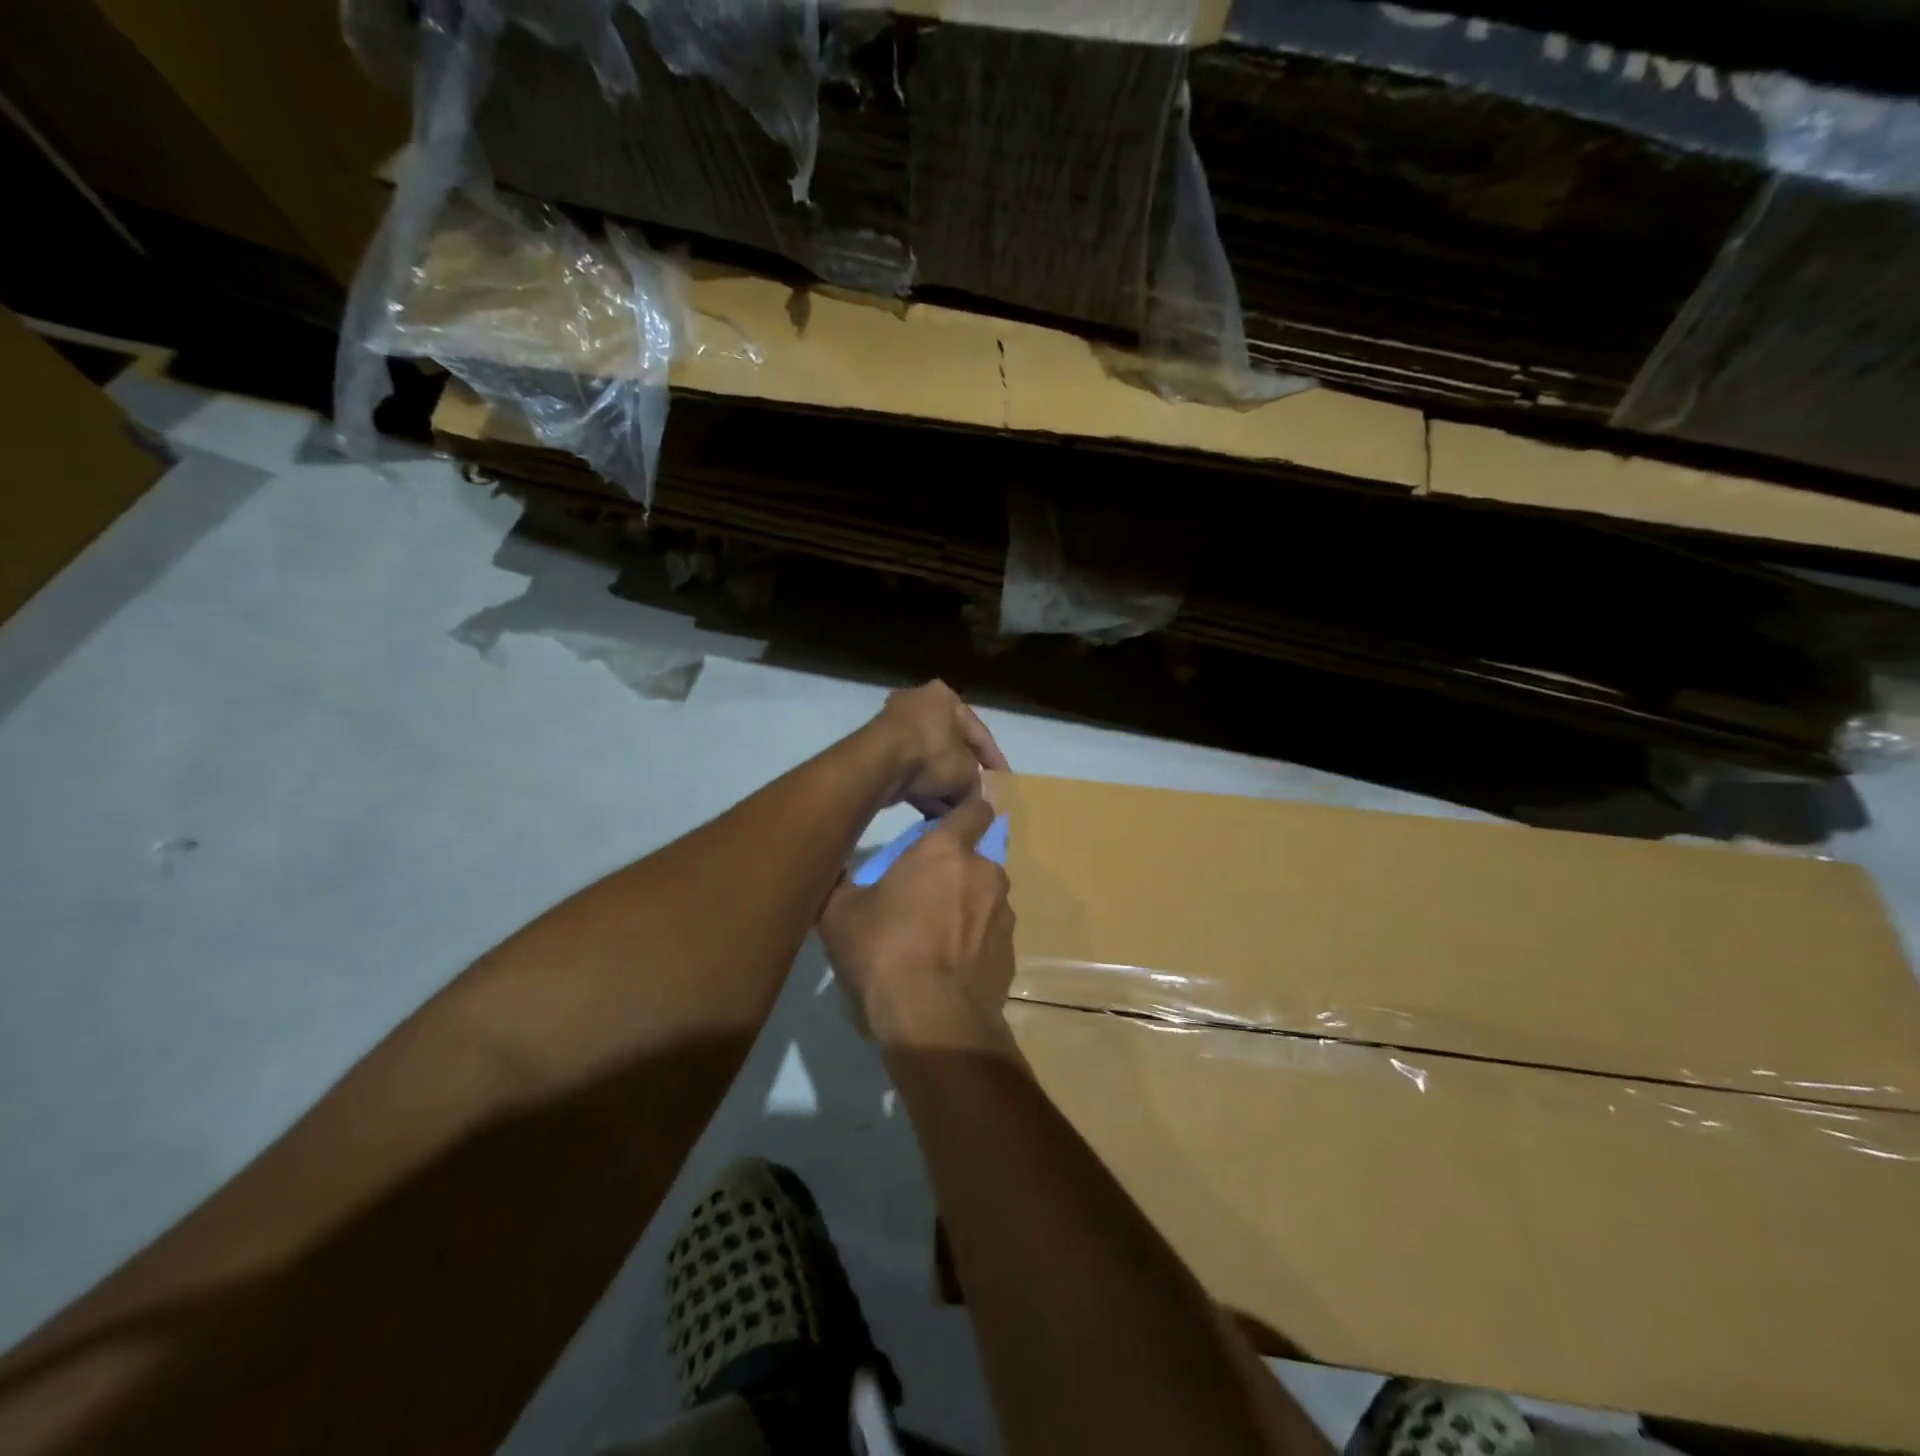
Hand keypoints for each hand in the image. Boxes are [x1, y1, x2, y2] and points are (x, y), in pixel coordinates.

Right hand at [821, 796, 1016, 1051]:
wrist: (934, 1022)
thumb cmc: (884, 953)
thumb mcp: (839, 914)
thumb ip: (842, 881)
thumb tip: (834, 869)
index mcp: (945, 850)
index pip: (974, 808)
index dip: (963, 812)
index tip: (945, 824)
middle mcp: (983, 872)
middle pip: (975, 856)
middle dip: (954, 868)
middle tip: (923, 893)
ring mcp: (1003, 912)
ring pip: (984, 895)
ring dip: (966, 904)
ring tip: (935, 935)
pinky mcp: (1011, 950)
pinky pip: (990, 932)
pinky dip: (974, 939)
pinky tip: (949, 965)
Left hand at [870, 681, 1008, 816]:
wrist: (878, 763)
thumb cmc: (932, 755)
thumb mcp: (967, 772)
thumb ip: (977, 782)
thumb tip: (976, 796)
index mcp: (946, 697)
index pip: (979, 732)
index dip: (994, 760)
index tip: (1003, 782)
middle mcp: (920, 703)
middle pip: (952, 746)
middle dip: (964, 774)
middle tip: (976, 796)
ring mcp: (895, 724)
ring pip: (929, 760)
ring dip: (942, 785)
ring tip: (955, 811)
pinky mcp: (878, 748)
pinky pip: (909, 769)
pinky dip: (922, 787)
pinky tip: (933, 812)